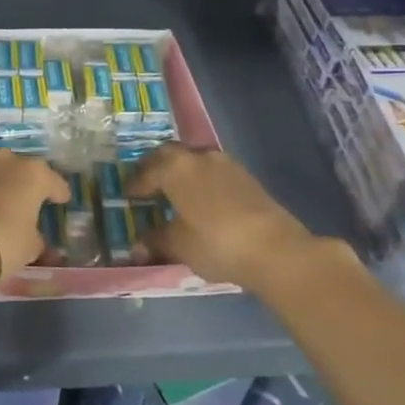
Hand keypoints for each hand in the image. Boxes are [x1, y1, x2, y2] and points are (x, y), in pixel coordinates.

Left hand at [0, 143, 69, 288]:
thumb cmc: (3, 243)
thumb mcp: (30, 247)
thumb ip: (37, 240)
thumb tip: (40, 243)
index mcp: (35, 175)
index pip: (55, 182)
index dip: (59, 193)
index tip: (60, 201)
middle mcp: (9, 160)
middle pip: (24, 167)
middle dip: (27, 181)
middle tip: (27, 198)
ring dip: (0, 172)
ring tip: (0, 185)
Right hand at [131, 143, 350, 287]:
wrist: (276, 249)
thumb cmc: (215, 243)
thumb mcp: (179, 245)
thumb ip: (156, 241)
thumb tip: (138, 247)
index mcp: (174, 169)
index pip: (146, 172)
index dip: (135, 185)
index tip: (128, 196)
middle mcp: (198, 158)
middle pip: (169, 154)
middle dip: (156, 167)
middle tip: (148, 184)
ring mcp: (225, 164)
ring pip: (194, 159)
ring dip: (182, 171)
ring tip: (176, 191)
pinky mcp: (246, 177)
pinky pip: (213, 171)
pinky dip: (202, 180)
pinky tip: (203, 199)